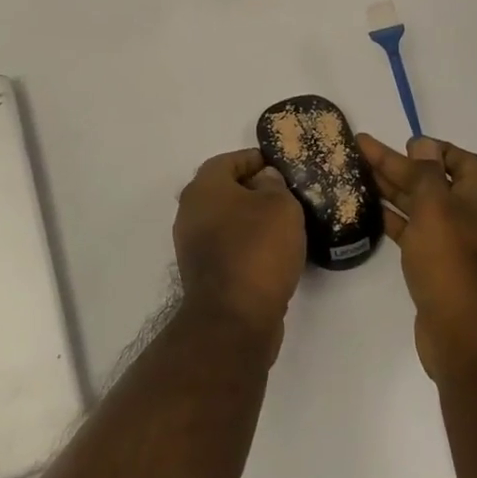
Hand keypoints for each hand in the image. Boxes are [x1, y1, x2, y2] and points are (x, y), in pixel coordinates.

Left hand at [173, 148, 305, 355]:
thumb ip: (274, 185)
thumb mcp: (280, 206)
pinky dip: (247, 246)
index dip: (256, 159)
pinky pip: (227, 247)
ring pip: (226, 221)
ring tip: (285, 226)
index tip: (280, 167)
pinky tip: (272, 254)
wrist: (234, 318)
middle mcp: (190, 212)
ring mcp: (192, 245)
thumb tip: (264, 180)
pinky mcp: (202, 274)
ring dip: (251, 220)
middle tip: (286, 196)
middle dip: (254, 190)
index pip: (229, 160)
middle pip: (224, 190)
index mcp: (203, 187)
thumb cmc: (257, 250)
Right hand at [358, 134, 476, 382]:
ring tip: (357, 173)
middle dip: (399, 164)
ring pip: (420, 206)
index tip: (402, 142)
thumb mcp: (437, 209)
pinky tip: (369, 210)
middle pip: (433, 181)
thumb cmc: (452, 264)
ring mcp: (454, 244)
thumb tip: (423, 145)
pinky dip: (393, 218)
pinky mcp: (436, 266)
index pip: (461, 161)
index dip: (433, 148)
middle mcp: (471, 218)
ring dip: (392, 189)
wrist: (464, 338)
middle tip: (361, 149)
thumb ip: (426, 174)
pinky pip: (413, 232)